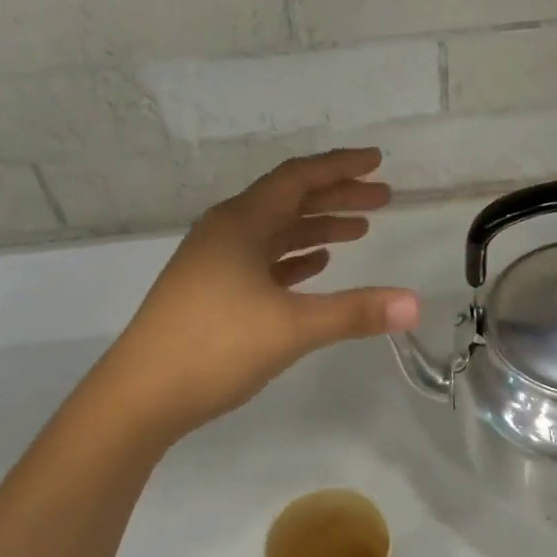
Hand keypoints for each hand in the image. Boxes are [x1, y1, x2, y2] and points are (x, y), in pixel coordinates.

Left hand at [99, 149, 420, 437]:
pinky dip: (292, 258)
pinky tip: (315, 265)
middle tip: (382, 198)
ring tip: (359, 231)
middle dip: (337, 197)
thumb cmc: (215, 347)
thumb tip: (416, 303)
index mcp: (241, 223)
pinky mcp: (210, 291)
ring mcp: (214, 262)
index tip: (377, 161)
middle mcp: (225, 232)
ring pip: (275, 232)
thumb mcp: (292, 327)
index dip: (340, 167)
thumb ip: (355, 312)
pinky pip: (260, 261)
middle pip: (289, 201)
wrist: (140, 395)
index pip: (298, 178)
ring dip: (317, 228)